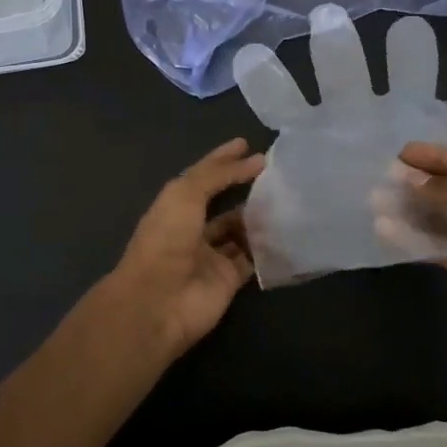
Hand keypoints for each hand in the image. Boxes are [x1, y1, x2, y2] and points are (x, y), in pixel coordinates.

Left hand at [103, 139, 265, 354]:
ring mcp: (211, 255)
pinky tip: (286, 230)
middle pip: (222, 203)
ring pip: (239, 230)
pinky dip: (266, 247)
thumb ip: (218, 174)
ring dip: (258, 216)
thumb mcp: (185, 194)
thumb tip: (255, 159)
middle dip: (245, 187)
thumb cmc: (166, 239)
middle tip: (275, 172)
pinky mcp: (229, 279)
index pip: (204, 176)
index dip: (223, 159)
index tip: (248, 144)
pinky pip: (251, 258)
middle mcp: (192, 228)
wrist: (159, 301)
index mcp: (176, 206)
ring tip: (285, 197)